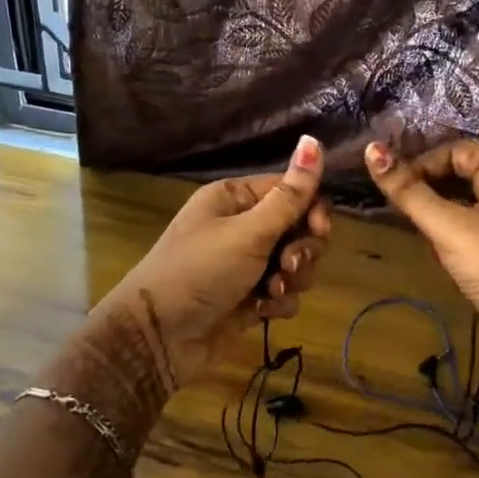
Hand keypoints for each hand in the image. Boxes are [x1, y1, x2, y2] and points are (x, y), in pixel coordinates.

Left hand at [95, 135, 330, 386]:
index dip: (312, 209)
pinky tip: (261, 311)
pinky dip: (278, 302)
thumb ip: (289, 195)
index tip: (319, 229)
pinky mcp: (250, 297)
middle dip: (302, 250)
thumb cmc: (200, 271)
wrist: (159, 337)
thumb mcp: (248, 232)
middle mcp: (242, 225)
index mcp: (236, 198)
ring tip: (269, 292)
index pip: (293, 190)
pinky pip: (284, 293)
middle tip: (286, 265)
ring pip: (296, 263)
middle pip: (299, 228)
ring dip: (292, 279)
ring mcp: (246, 264)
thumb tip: (313, 139)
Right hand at [364, 139, 478, 392]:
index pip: (456, 151)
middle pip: (462, 175)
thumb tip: (372, 150)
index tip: (396, 189)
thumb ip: (409, 192)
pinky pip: (476, 228)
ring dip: (440, 215)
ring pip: (467, 204)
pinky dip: (455, 236)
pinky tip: (442, 256)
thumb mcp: (449, 228)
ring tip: (422, 236)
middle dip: (429, 191)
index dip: (423, 164)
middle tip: (403, 212)